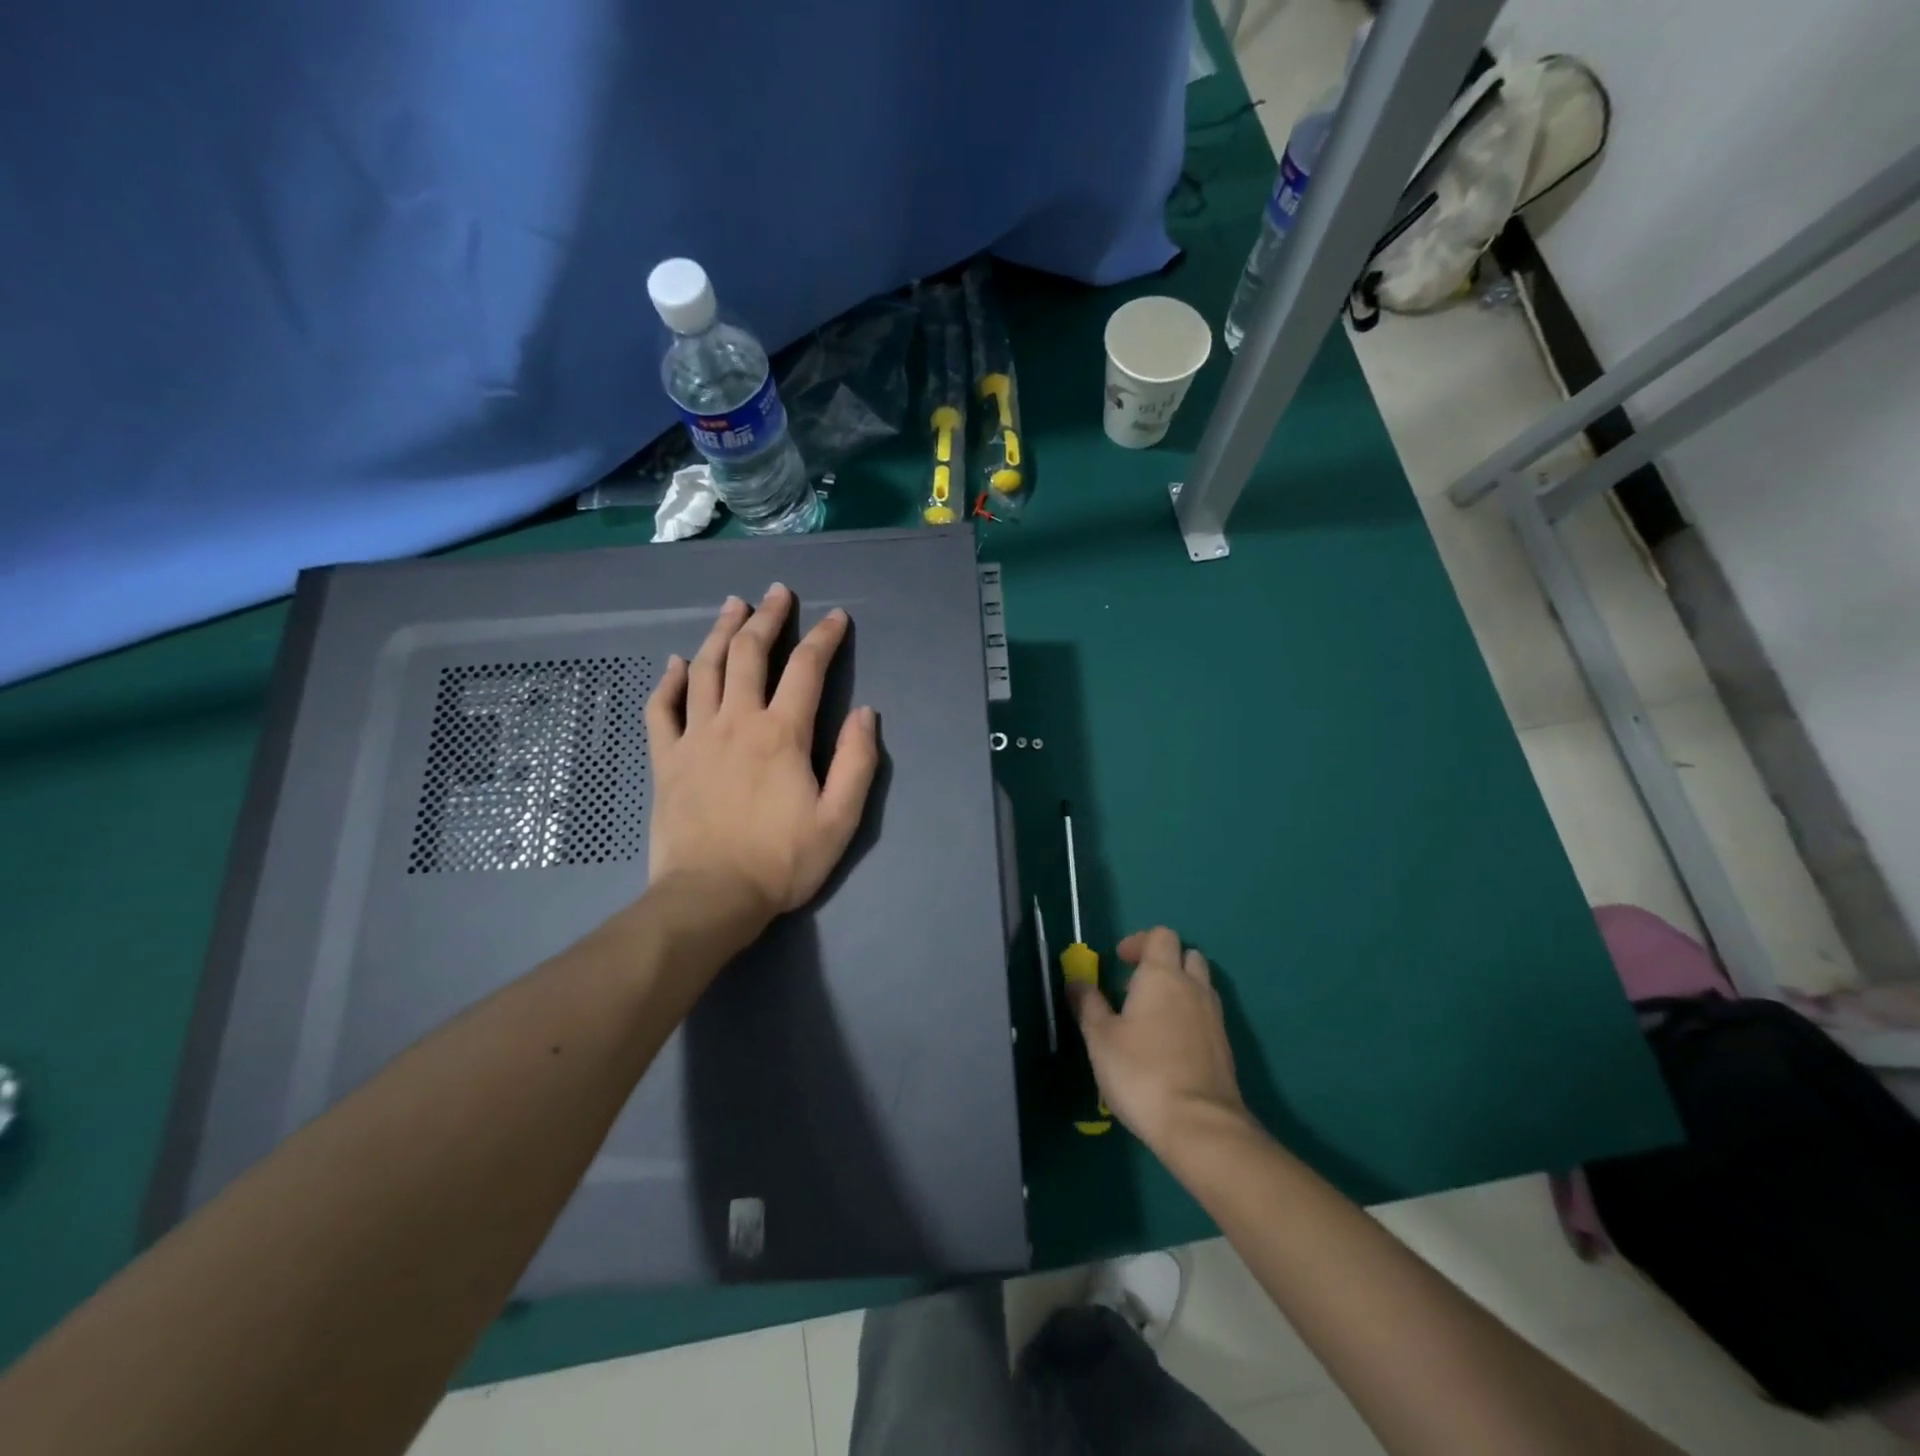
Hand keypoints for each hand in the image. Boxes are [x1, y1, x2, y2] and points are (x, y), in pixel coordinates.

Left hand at [644, 584, 879, 935]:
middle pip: (750, 654)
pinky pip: (662, 709)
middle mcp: (737, 722)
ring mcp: (696, 737)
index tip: (836, 616)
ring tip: (733, 606)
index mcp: (782, 734)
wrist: (709, 897)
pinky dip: (669, 681)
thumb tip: (866, 714)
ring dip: (721, 633)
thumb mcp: (839, 820)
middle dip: (767, 617)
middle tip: (776, 593)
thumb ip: (857, 763)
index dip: (825, 638)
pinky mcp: (667, 759)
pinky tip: (677, 664)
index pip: (807, 670)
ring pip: (706, 669)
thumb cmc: (780, 861)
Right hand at [1069, 926, 1249, 1156]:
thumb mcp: (1099, 1038)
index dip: (1139, 941)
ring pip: (1200, 984)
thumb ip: (1088, 1004)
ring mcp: (1214, 1016)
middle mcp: (1193, 987)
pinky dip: (1191, 1015)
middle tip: (1137, 985)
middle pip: (1187, 955)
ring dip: (1180, 987)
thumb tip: (1075, 981)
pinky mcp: (1225, 1045)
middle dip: (1164, 961)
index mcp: (1161, 975)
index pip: (1160, 935)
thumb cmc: (1141, 1072)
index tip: (1119, 961)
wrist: (1199, 1124)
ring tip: (1152, 1015)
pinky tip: (1170, 1044)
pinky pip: (1207, 1014)